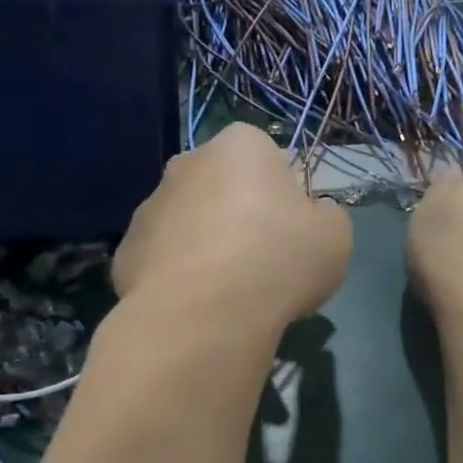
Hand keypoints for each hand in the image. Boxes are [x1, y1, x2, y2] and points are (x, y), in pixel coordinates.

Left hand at [113, 124, 352, 336]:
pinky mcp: (126, 253)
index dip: (285, 196)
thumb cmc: (278, 262)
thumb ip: (327, 215)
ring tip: (228, 295)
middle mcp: (187, 163)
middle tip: (262, 264)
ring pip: (189, 224)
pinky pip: (164, 261)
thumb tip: (313, 214)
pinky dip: (180, 279)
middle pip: (223, 188)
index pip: (269, 158)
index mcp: (241, 146)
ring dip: (207, 248)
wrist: (203, 315)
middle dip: (240, 217)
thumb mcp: (335, 238)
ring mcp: (149, 207)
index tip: (292, 233)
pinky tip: (197, 308)